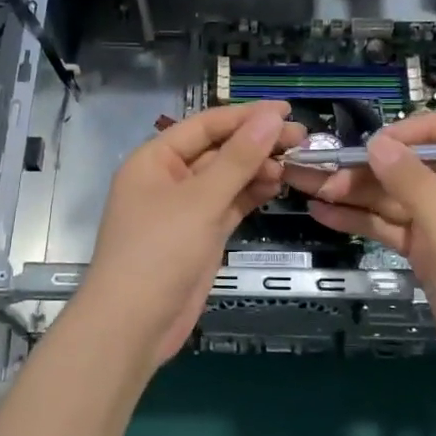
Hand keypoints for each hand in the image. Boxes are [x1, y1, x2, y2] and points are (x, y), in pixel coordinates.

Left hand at [78, 101, 303, 364]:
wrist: (133, 325)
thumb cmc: (159, 252)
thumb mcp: (200, 200)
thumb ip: (238, 159)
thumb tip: (270, 118)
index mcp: (155, 159)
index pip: (205, 125)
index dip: (245, 116)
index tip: (286, 110)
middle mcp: (168, 178)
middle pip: (217, 150)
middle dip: (255, 143)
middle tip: (301, 138)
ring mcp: (184, 209)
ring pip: (226, 178)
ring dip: (257, 168)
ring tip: (294, 162)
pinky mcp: (199, 235)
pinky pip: (228, 204)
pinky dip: (250, 194)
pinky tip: (276, 184)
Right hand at [283, 109, 435, 409]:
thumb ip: (413, 186)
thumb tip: (377, 142)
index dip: (416, 129)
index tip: (375, 147)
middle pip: (410, 165)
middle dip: (365, 166)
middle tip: (317, 174)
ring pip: (393, 198)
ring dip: (353, 192)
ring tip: (307, 188)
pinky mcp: (426, 257)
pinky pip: (389, 228)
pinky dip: (359, 220)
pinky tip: (324, 213)